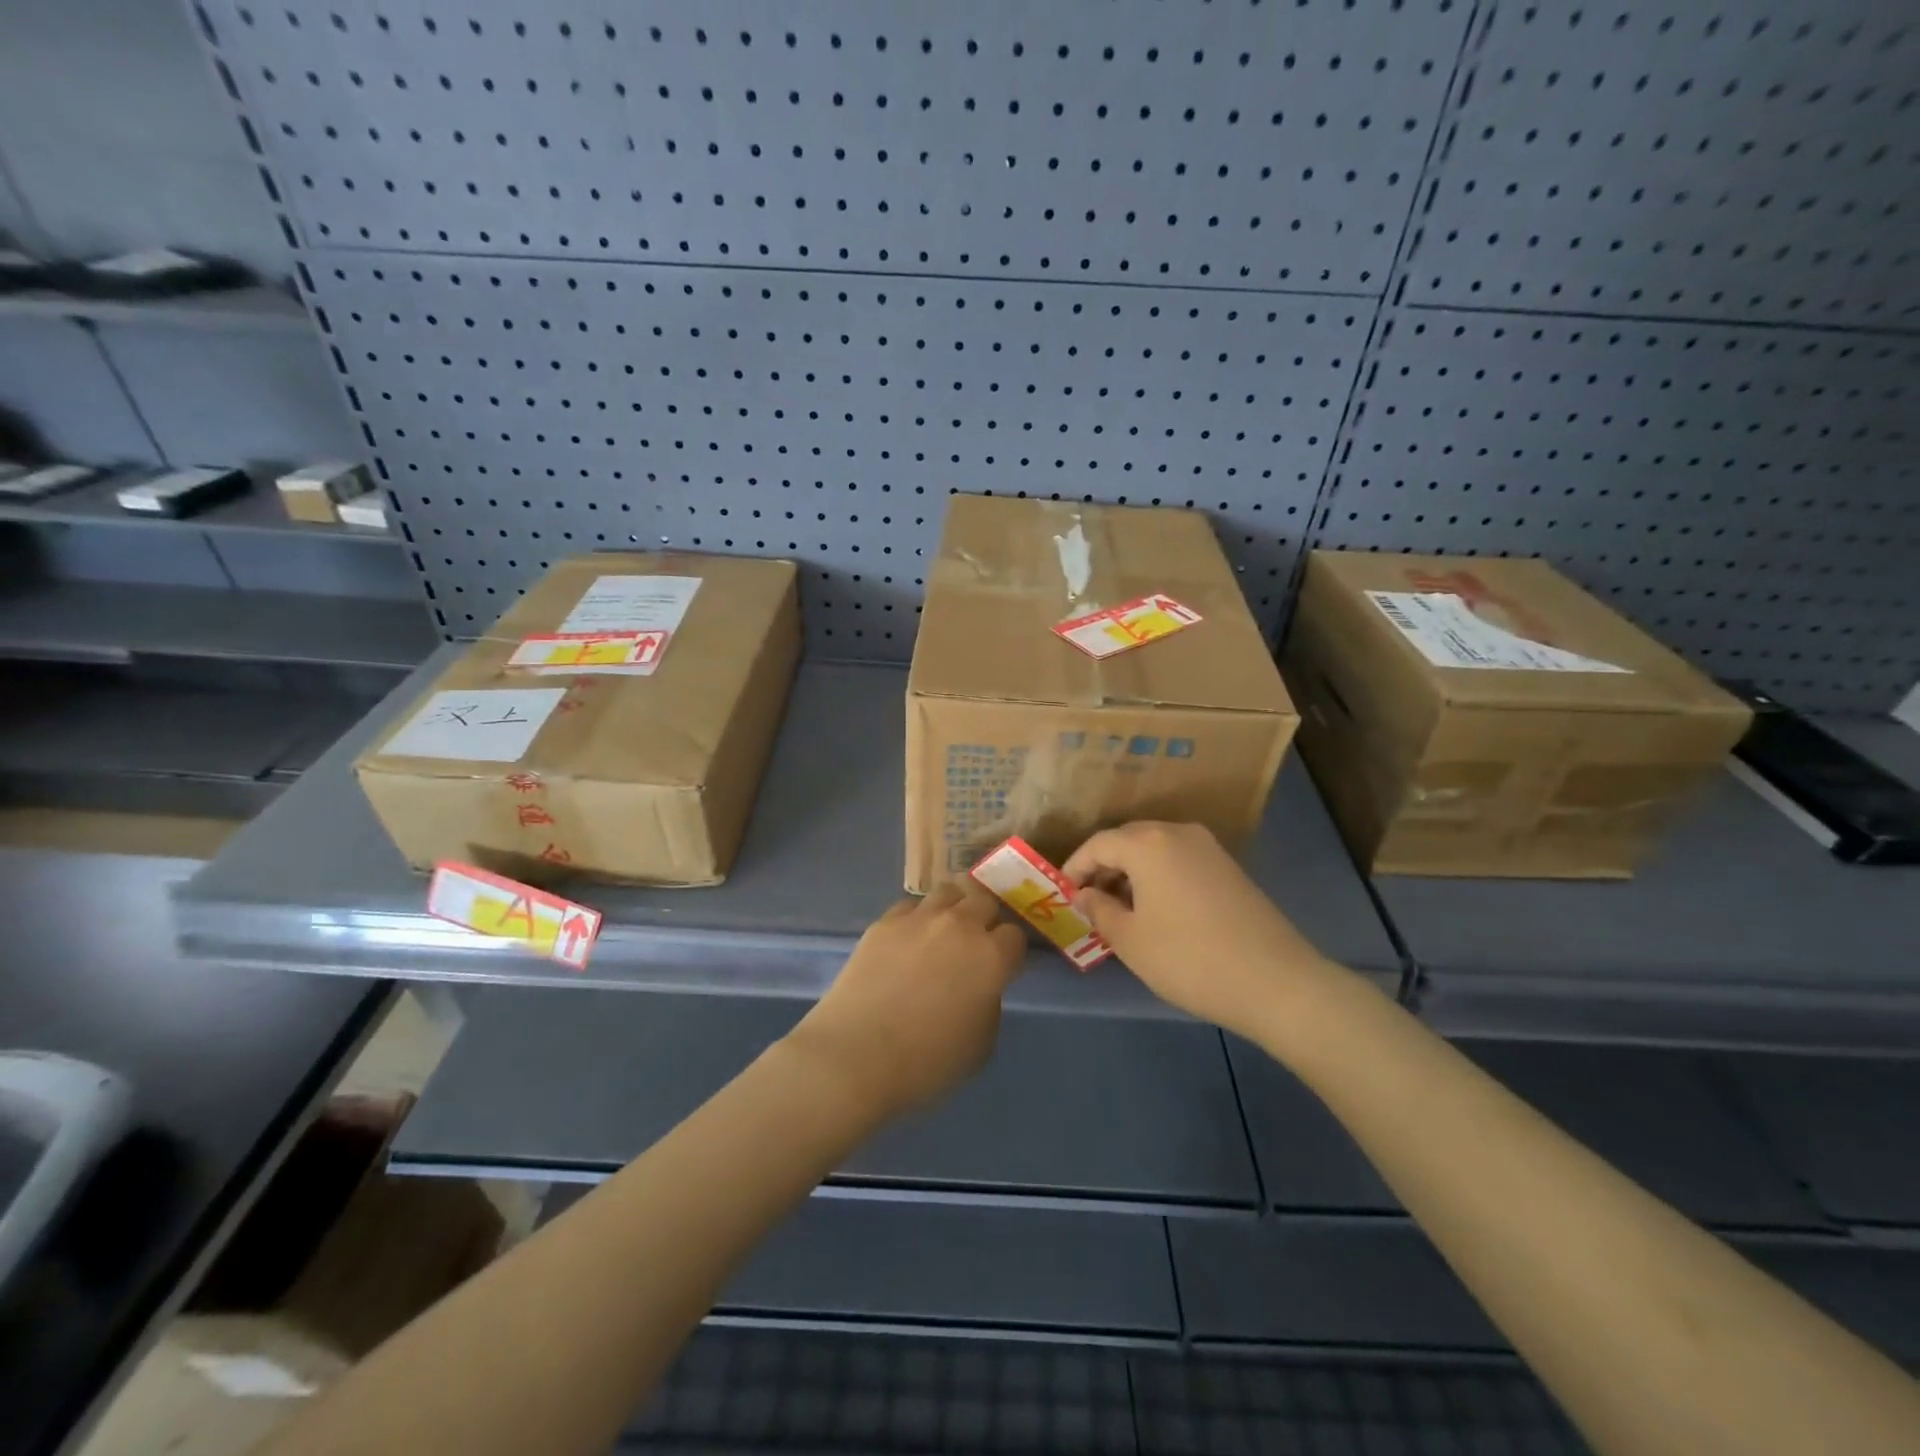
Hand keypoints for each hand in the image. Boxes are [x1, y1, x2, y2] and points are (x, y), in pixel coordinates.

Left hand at [785, 883, 1025, 1118]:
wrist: (856, 1055)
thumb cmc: (926, 1062)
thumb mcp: (980, 1046)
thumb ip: (989, 1005)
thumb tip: (980, 987)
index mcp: (991, 957)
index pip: (1015, 936)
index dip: (1010, 952)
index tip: (1002, 968)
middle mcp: (960, 925)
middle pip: (984, 901)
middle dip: (985, 919)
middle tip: (975, 944)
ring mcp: (919, 918)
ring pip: (948, 892)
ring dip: (953, 907)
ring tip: (944, 930)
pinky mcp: (884, 922)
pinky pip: (911, 906)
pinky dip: (917, 917)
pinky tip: (909, 939)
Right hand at [1063, 822, 1332, 1039]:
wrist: (1276, 982)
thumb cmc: (1189, 959)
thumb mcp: (1130, 940)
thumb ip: (1098, 910)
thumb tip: (1084, 894)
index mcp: (1148, 843)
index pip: (1098, 844)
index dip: (1075, 867)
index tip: (1064, 895)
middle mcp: (1178, 832)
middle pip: (1127, 840)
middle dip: (1103, 867)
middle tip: (1089, 902)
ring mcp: (1208, 848)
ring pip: (1155, 850)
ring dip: (1131, 872)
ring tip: (1120, 910)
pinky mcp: (1228, 867)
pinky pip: (1179, 860)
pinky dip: (1158, 877)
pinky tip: (1156, 910)